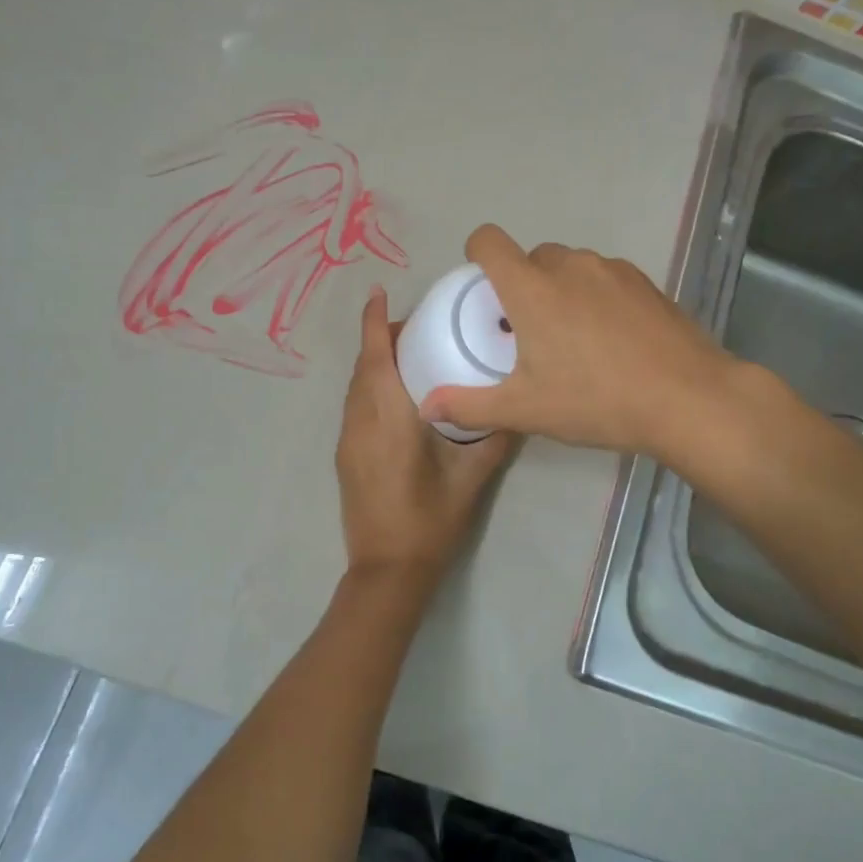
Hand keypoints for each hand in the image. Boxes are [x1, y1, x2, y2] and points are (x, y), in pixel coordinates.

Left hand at [337, 285, 513, 589]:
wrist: (386, 570)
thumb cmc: (429, 522)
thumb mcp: (471, 479)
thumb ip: (494, 437)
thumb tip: (517, 407)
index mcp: (388, 419)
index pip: (375, 357)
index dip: (373, 321)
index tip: (377, 291)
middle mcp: (360, 422)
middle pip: (363, 366)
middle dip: (380, 338)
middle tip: (417, 326)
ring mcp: (348, 439)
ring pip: (356, 386)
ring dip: (374, 362)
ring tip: (409, 355)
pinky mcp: (345, 455)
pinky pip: (355, 405)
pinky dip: (370, 386)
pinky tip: (398, 395)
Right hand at [420, 224, 760, 462]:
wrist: (688, 399)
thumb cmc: (596, 401)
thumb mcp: (525, 409)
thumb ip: (469, 405)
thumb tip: (425, 406)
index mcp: (532, 288)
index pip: (489, 241)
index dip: (477, 255)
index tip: (482, 289)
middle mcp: (569, 266)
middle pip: (530, 257)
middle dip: (522, 284)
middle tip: (529, 332)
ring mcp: (612, 270)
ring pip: (570, 266)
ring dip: (560, 289)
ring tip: (574, 338)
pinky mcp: (645, 282)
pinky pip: (604, 277)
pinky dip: (595, 296)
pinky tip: (612, 339)